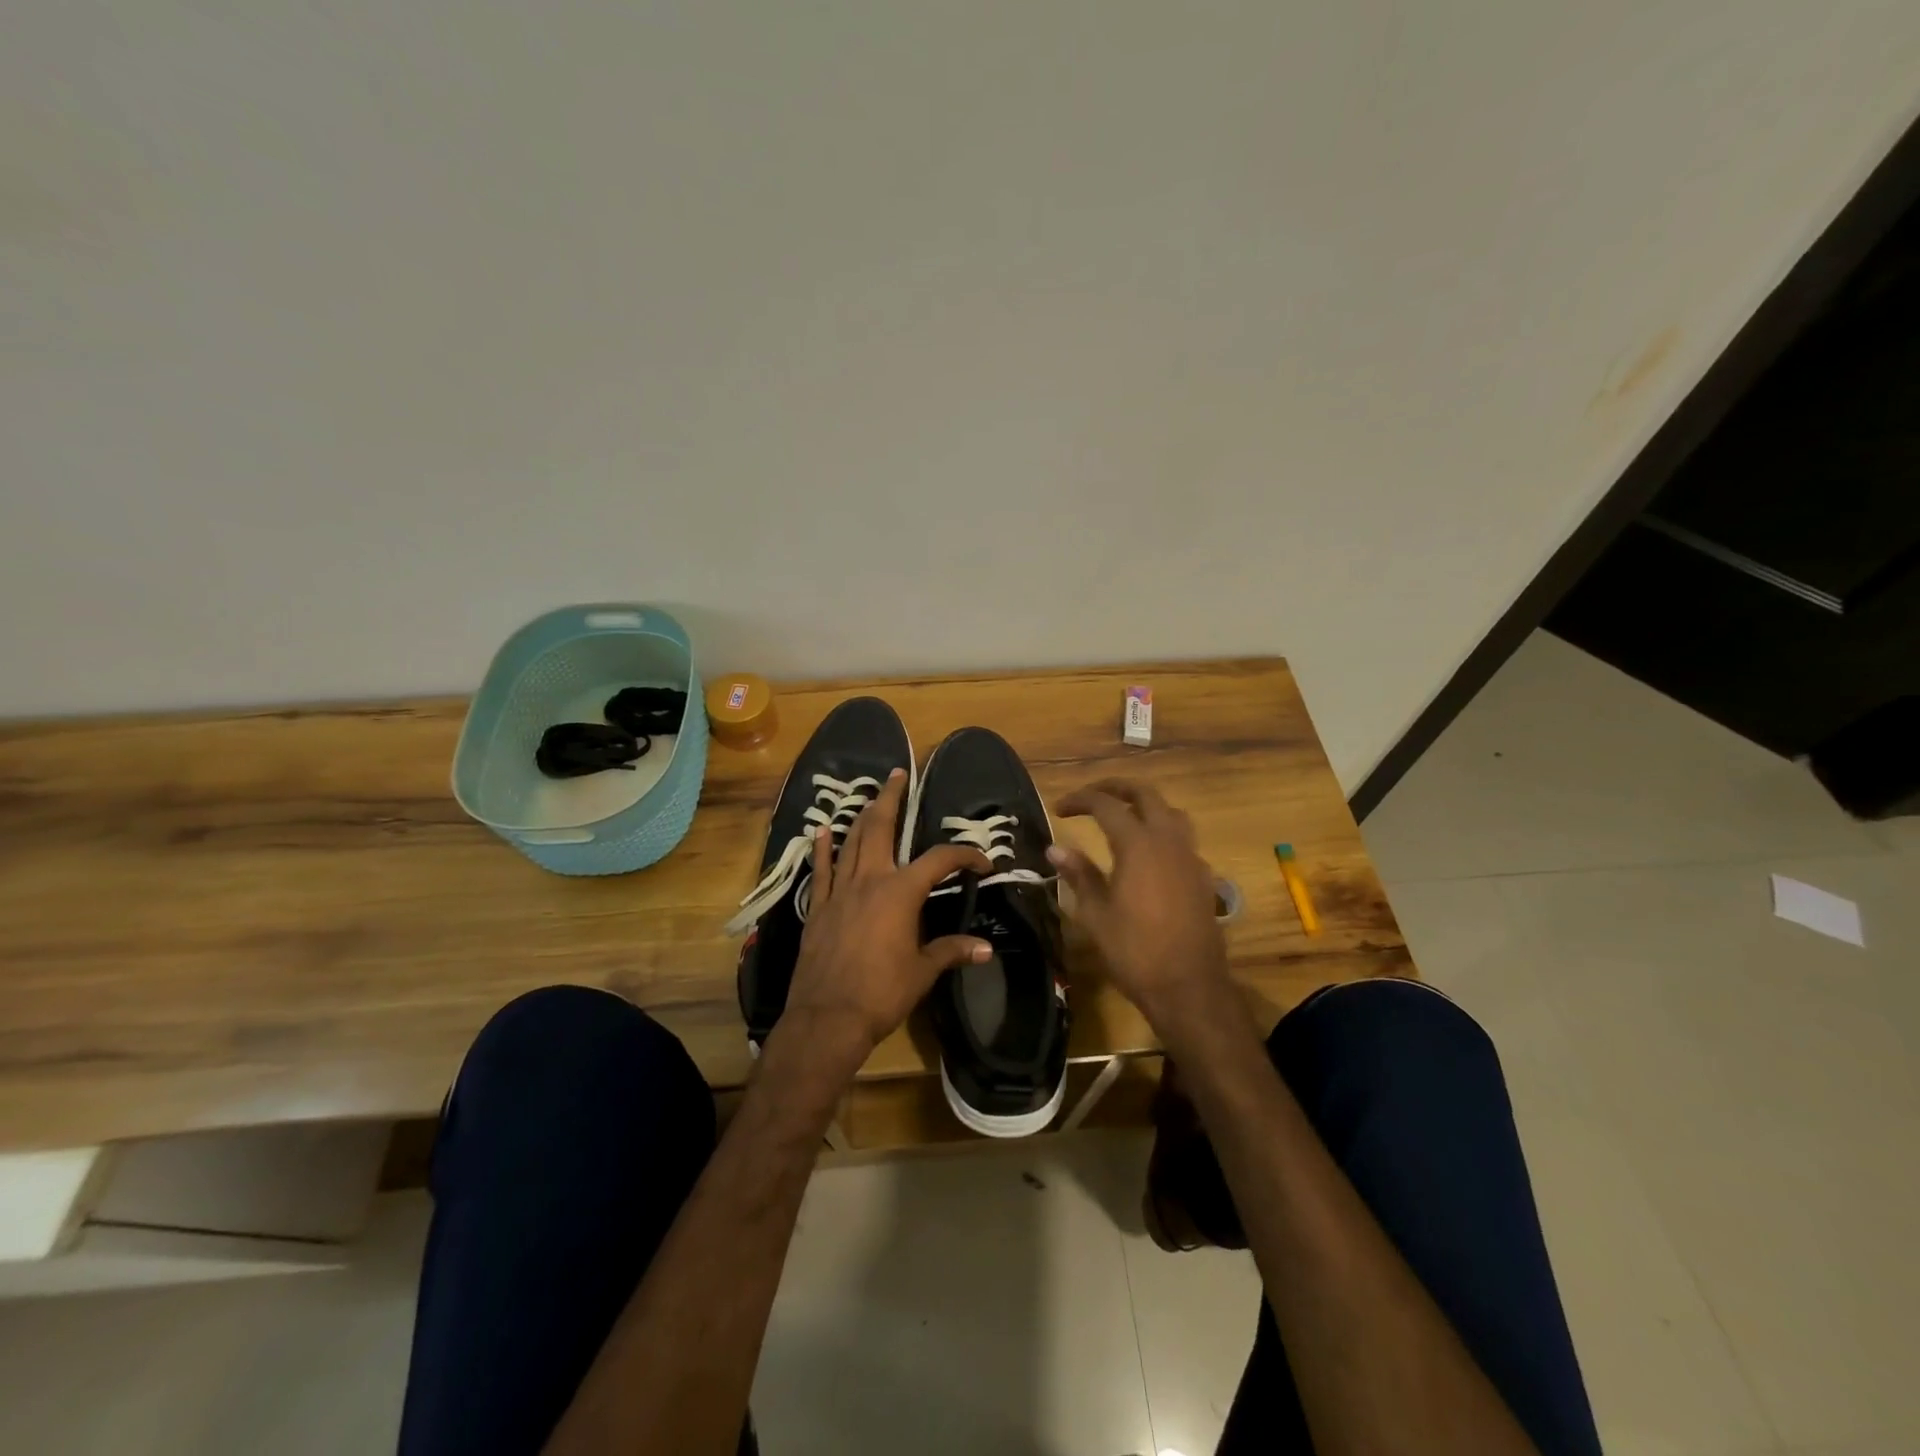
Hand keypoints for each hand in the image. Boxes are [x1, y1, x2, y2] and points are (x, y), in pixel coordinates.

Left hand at [777, 768, 991, 1080]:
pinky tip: (822, 831)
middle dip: (891, 799)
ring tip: (871, 796)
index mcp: (901, 893)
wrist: (828, 1017)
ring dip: (862, 817)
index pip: (939, 861)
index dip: (964, 856)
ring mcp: (839, 892)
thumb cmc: (882, 993)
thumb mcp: (923, 971)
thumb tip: (985, 949)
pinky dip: (823, 849)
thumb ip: (951, 951)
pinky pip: (821, 871)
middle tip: (898, 775)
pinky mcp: (817, 908)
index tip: (982, 863)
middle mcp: (870, 881)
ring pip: (851, 842)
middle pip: (881, 829)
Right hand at [1050, 778, 1231, 1024]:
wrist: (1189, 987)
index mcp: (1138, 844)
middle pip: (1145, 794)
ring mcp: (1190, 858)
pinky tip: (1148, 856)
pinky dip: (1162, 832)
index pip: (1106, 805)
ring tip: (1122, 817)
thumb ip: (1079, 874)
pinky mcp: (1202, 877)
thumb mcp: (1096, 914)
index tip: (1059, 808)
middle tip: (1091, 796)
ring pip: (1170, 812)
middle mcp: (1168, 841)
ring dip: (1145, 806)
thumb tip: (1055, 848)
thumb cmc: (1135, 951)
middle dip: (1116, 788)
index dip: (1080, 800)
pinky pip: (1182, 839)